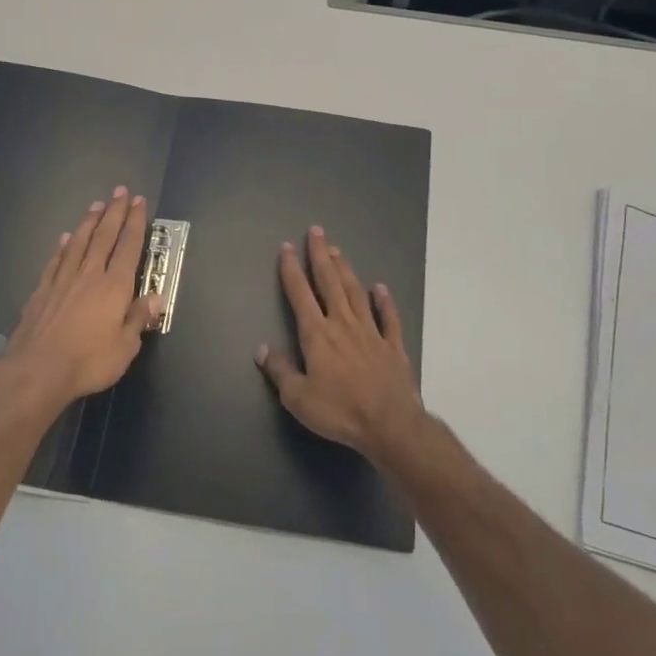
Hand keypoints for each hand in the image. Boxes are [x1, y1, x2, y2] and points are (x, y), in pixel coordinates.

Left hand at [4, 187, 160, 401]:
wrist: (36, 370)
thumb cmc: (88, 361)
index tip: (139, 201)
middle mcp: (89, 275)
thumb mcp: (125, 347)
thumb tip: (156, 297)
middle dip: (114, 212)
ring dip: (89, 222)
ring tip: (96, 204)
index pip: (129, 246)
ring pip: (79, 242)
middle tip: (120, 190)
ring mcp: (62, 280)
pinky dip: (62, 246)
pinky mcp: (41, 291)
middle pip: (104, 236)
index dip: (136, 222)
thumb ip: (139, 319)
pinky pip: (55, 260)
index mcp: (114, 286)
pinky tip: (65, 238)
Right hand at [256, 226, 427, 465]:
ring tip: (337, 251)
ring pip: (356, 293)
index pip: (300, 294)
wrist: (390, 424)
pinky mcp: (393, 345)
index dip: (291, 269)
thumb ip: (280, 370)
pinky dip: (385, 301)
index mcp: (318, 334)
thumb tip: (262, 349)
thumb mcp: (298, 398)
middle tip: (316, 231)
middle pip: (330, 283)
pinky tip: (380, 288)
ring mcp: (371, 332)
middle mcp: (343, 324)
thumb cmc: (340, 411)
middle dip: (320, 256)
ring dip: (345, 270)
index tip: (286, 247)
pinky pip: (389, 318)